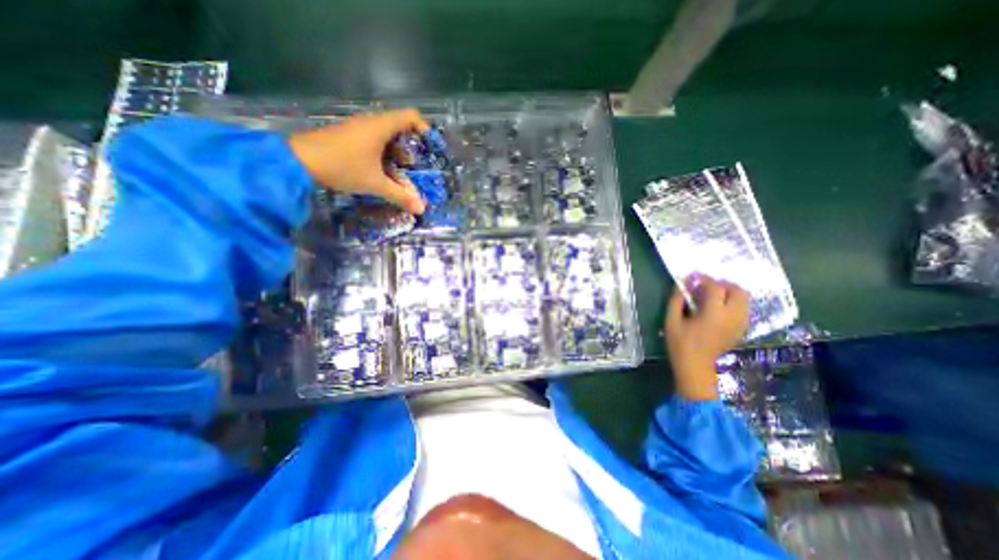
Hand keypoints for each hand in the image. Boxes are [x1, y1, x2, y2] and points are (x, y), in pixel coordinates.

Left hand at [286, 109, 432, 214]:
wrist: (296, 161)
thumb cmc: (342, 167)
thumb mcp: (375, 184)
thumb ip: (400, 195)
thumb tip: (421, 209)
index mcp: (380, 126)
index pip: (410, 116)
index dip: (424, 128)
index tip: (430, 147)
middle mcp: (370, 122)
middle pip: (399, 126)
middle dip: (411, 147)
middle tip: (415, 166)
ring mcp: (357, 128)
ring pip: (385, 135)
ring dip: (396, 152)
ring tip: (400, 172)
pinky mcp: (347, 136)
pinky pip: (373, 140)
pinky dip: (382, 153)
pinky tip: (381, 170)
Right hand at [667, 276, 743, 399]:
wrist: (695, 366)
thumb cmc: (680, 343)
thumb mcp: (671, 321)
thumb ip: (676, 301)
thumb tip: (681, 285)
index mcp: (712, 315)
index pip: (716, 288)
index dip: (704, 279)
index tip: (693, 277)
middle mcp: (731, 317)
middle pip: (738, 291)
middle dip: (722, 284)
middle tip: (705, 286)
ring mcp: (739, 324)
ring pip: (744, 299)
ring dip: (729, 292)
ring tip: (712, 295)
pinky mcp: (741, 329)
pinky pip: (744, 309)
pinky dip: (733, 302)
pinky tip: (719, 307)